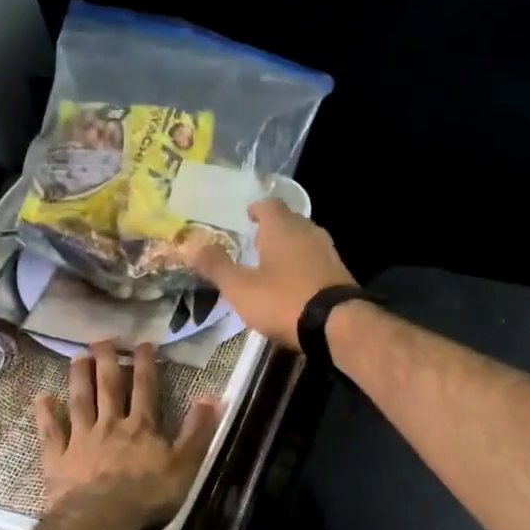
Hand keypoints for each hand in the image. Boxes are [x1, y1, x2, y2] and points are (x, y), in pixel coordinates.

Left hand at [33, 341, 219, 520]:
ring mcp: (81, 439)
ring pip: (80, 401)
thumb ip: (197, 431)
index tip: (143, 343)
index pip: (145, 389)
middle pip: (108, 387)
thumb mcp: (185, 465)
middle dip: (107, 361)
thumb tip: (212, 397)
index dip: (145, 365)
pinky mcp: (58, 457)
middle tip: (102, 339)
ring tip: (77, 356)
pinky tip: (42, 397)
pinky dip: (45, 414)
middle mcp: (110, 424)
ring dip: (78, 378)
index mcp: (141, 427)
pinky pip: (51, 431)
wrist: (101, 516)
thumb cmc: (147, 494)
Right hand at [184, 198, 355, 349]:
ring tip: (272, 263)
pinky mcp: (339, 273)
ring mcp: (327, 252)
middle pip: (288, 221)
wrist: (337, 325)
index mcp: (282, 228)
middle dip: (272, 228)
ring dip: (289, 247)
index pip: (269, 205)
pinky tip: (294, 283)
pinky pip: (315, 260)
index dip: (256, 209)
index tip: (247, 217)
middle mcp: (308, 231)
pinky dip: (302, 265)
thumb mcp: (241, 288)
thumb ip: (216, 266)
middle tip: (255, 241)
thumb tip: (190, 245)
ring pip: (304, 240)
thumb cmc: (284, 300)